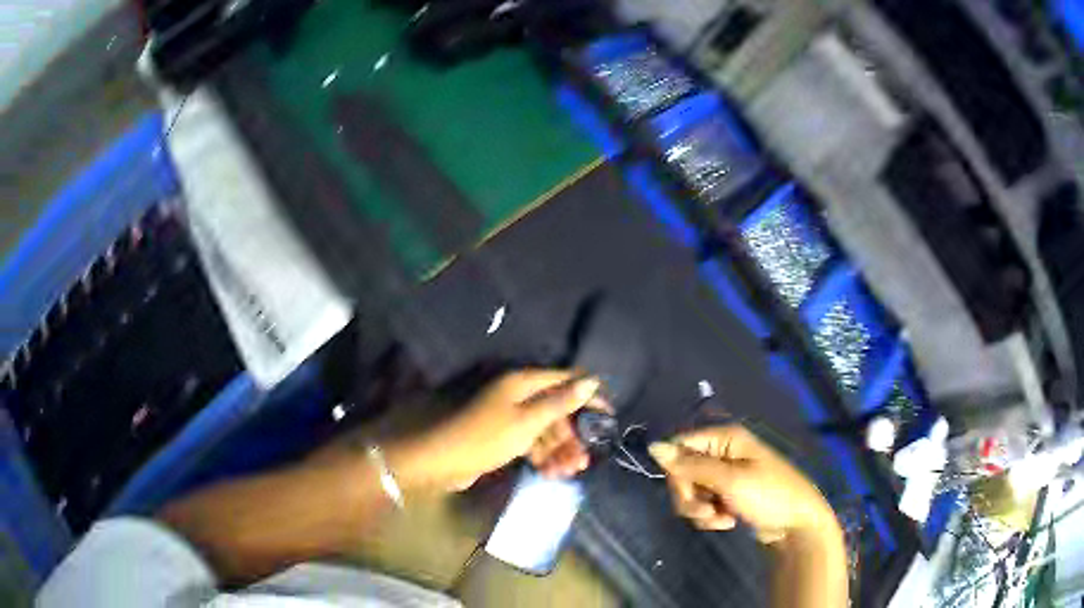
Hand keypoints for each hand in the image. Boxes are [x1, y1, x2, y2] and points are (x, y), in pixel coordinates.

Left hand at [386, 370, 599, 493]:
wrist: (438, 460)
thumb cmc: (484, 436)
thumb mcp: (527, 421)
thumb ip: (559, 403)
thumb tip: (591, 380)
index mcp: (522, 382)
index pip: (565, 380)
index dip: (589, 395)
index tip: (609, 415)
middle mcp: (517, 395)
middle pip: (555, 409)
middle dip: (572, 434)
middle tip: (585, 460)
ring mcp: (508, 416)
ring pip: (543, 429)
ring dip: (558, 450)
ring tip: (569, 472)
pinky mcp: (500, 437)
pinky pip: (529, 442)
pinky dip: (540, 456)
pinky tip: (550, 473)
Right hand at [649, 425, 836, 543]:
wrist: (795, 525)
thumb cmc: (768, 495)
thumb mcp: (729, 481)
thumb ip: (691, 466)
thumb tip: (653, 446)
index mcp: (724, 438)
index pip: (679, 446)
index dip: (675, 470)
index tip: (685, 491)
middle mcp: (721, 452)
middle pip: (681, 472)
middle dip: (689, 497)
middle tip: (707, 512)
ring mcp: (724, 475)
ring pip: (690, 491)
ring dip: (700, 511)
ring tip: (721, 519)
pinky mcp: (726, 495)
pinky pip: (702, 504)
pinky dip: (710, 517)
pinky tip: (727, 522)